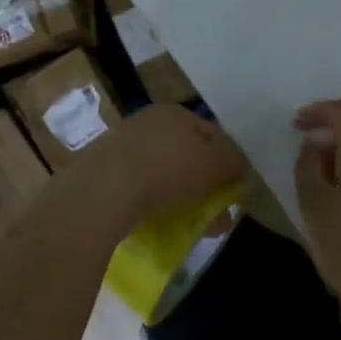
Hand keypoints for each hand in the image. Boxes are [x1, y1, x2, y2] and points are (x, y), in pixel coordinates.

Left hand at [67, 104, 247, 242]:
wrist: (102, 191)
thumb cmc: (167, 171)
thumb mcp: (214, 164)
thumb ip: (233, 160)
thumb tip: (238, 164)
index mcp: (175, 112)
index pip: (213, 134)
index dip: (227, 162)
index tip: (233, 192)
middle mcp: (148, 121)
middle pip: (187, 154)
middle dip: (204, 185)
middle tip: (215, 217)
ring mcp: (122, 145)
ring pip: (163, 173)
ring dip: (180, 197)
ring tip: (189, 227)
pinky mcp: (103, 171)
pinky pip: (138, 187)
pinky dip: (152, 202)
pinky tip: (156, 222)